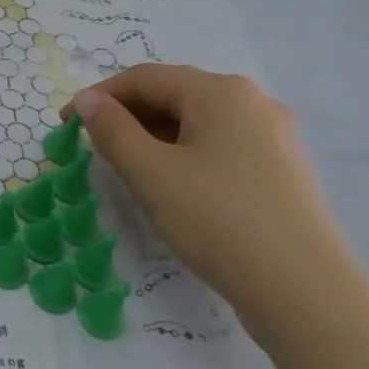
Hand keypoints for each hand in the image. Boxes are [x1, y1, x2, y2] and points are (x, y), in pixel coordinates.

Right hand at [69, 66, 365, 336]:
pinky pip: (220, 146)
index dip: (98, 97)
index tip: (65, 125)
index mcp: (220, 91)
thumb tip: (88, 100)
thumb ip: (112, 130)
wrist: (303, 290)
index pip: (144, 77)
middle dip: (127, 117)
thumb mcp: (151, 174)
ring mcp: (273, 136)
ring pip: (197, 122)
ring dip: (154, 137)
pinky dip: (185, 155)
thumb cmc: (217, 221)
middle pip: (174, 95)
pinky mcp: (281, 169)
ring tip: (129, 170)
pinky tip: (174, 186)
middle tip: (94, 150)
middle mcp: (252, 102)